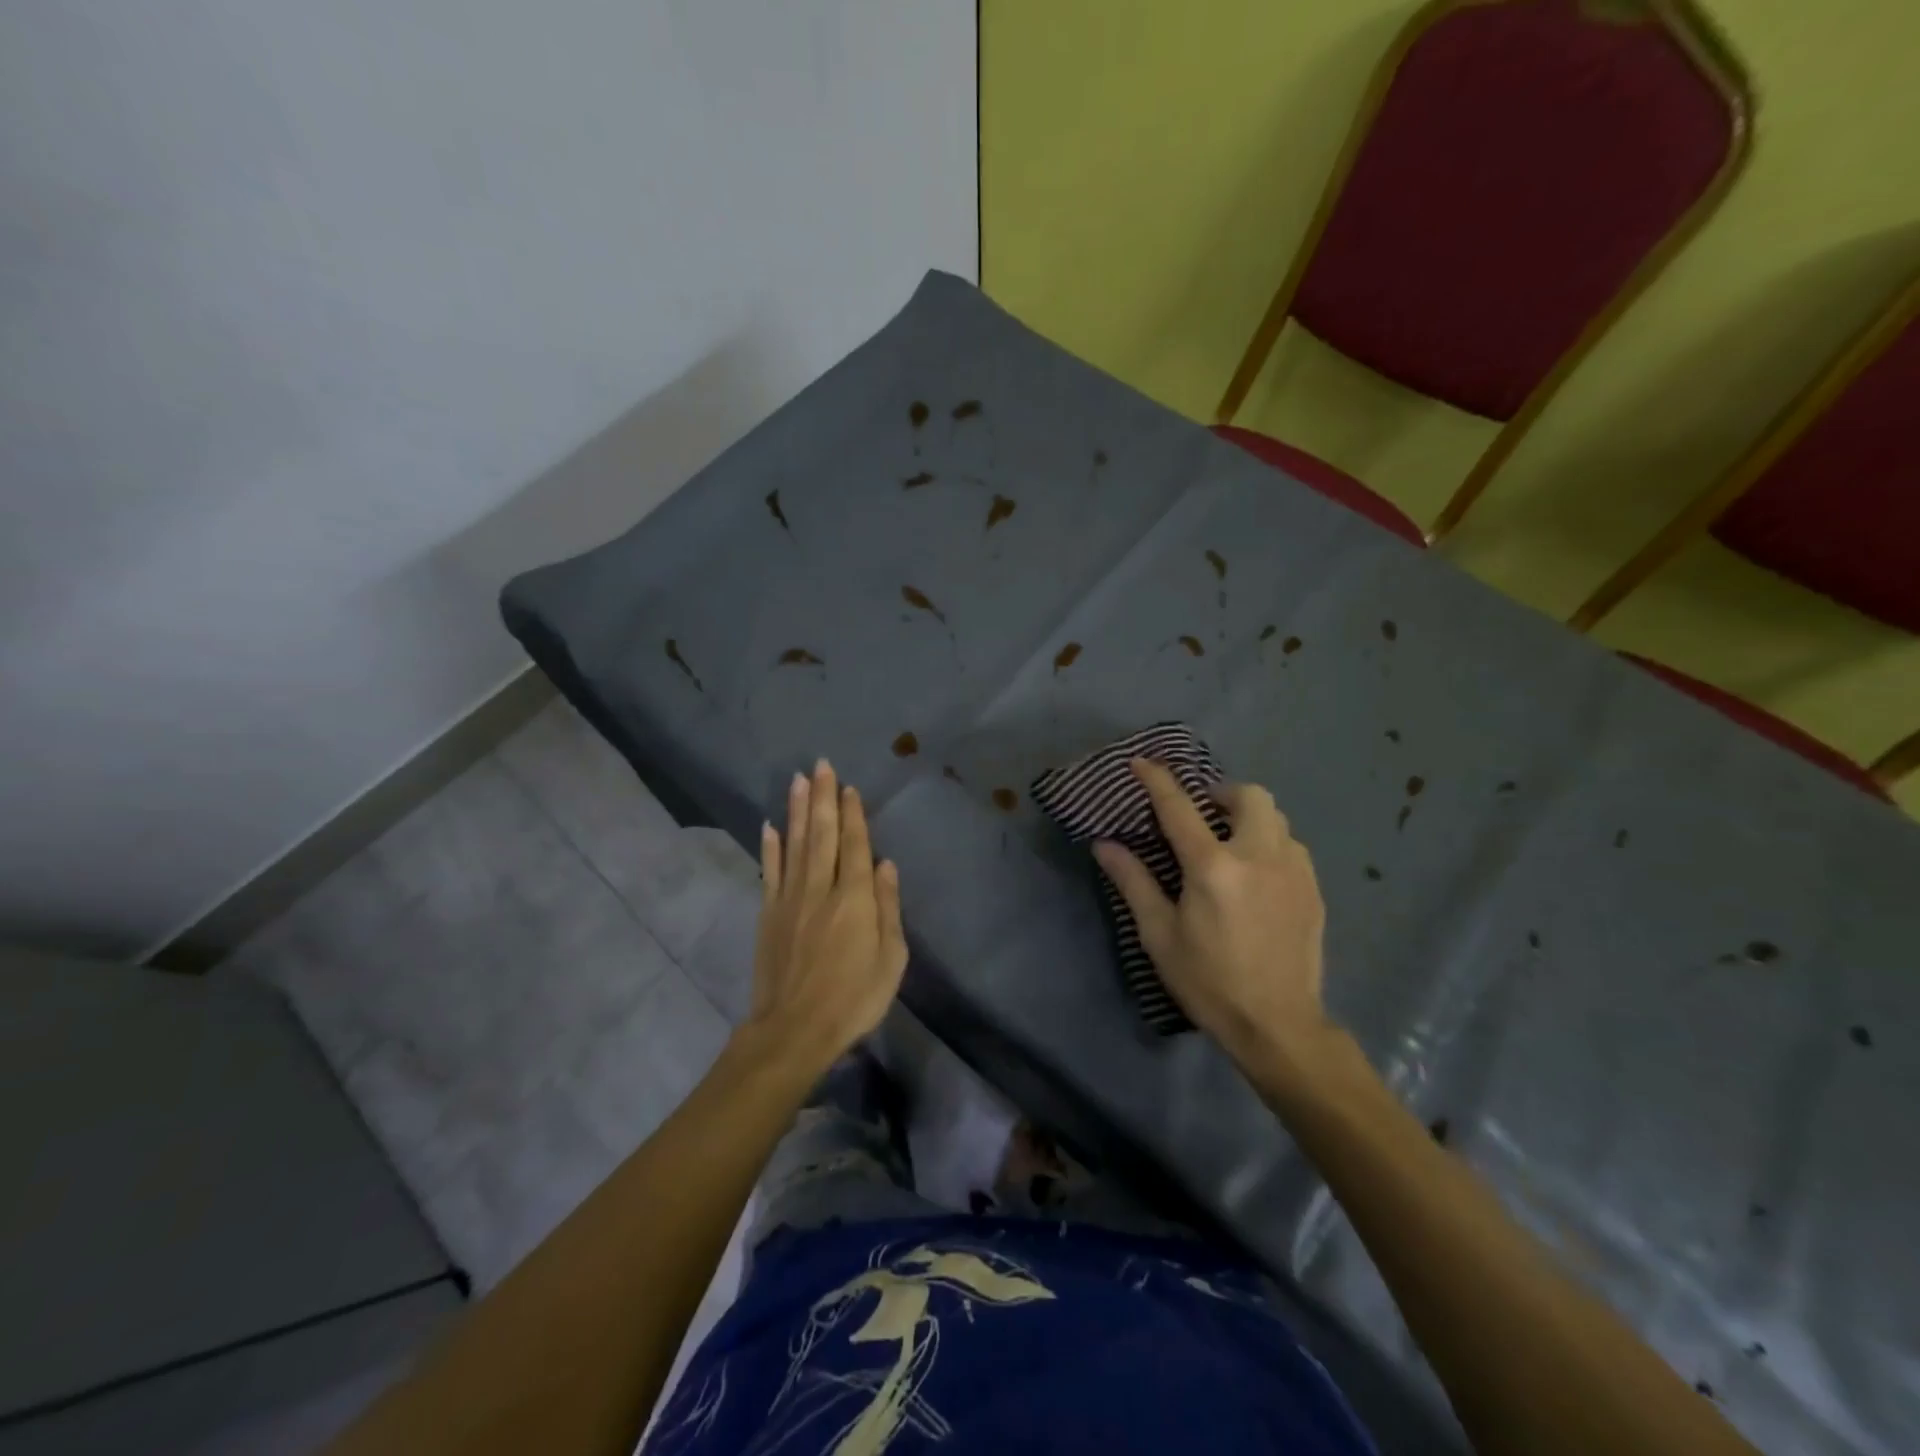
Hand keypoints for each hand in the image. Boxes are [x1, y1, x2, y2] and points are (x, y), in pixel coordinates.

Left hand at [748, 759, 907, 1072]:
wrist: (794, 1030)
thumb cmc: (853, 998)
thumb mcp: (891, 958)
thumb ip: (888, 907)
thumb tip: (885, 864)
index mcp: (855, 898)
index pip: (854, 845)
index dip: (852, 814)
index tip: (848, 786)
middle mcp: (821, 888)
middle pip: (822, 834)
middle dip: (823, 797)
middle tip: (821, 764)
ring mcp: (790, 899)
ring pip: (794, 844)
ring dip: (797, 810)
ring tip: (798, 779)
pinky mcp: (768, 914)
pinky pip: (769, 872)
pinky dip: (770, 847)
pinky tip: (770, 825)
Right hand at [1093, 759, 1335, 1077]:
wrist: (1278, 1025)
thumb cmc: (1208, 981)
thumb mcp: (1159, 935)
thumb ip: (1133, 882)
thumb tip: (1104, 845)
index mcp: (1212, 867)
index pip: (1179, 807)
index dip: (1157, 780)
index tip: (1141, 763)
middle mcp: (1257, 856)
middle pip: (1249, 795)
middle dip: (1222, 793)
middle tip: (1203, 813)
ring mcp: (1293, 870)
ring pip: (1276, 818)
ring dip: (1249, 817)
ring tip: (1230, 842)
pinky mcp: (1313, 889)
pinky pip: (1292, 846)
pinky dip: (1270, 843)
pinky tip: (1257, 874)